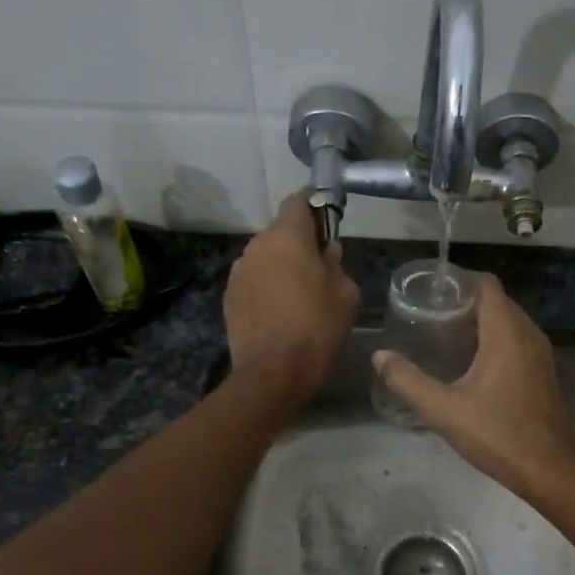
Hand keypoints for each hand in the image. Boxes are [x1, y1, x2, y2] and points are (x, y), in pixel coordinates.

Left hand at [224, 192, 359, 405]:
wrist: (273, 373)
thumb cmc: (317, 328)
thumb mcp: (345, 293)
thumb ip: (336, 263)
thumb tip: (327, 251)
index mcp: (286, 237)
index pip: (298, 200)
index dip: (315, 207)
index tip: (328, 222)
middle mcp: (256, 245)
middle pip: (281, 231)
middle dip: (300, 243)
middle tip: (320, 268)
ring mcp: (238, 271)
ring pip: (266, 257)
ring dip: (282, 266)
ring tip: (299, 294)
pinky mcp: (229, 296)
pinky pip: (254, 280)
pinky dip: (267, 287)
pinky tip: (280, 312)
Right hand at [372, 273, 574, 498]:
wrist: (550, 470)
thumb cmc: (497, 434)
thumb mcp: (443, 410)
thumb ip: (408, 381)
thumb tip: (379, 356)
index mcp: (506, 333)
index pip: (487, 285)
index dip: (460, 282)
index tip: (432, 293)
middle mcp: (529, 334)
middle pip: (498, 301)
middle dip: (467, 302)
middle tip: (432, 315)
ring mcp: (542, 354)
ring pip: (511, 321)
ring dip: (483, 322)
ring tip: (448, 336)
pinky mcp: (545, 372)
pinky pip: (519, 340)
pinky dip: (498, 340)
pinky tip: (474, 363)